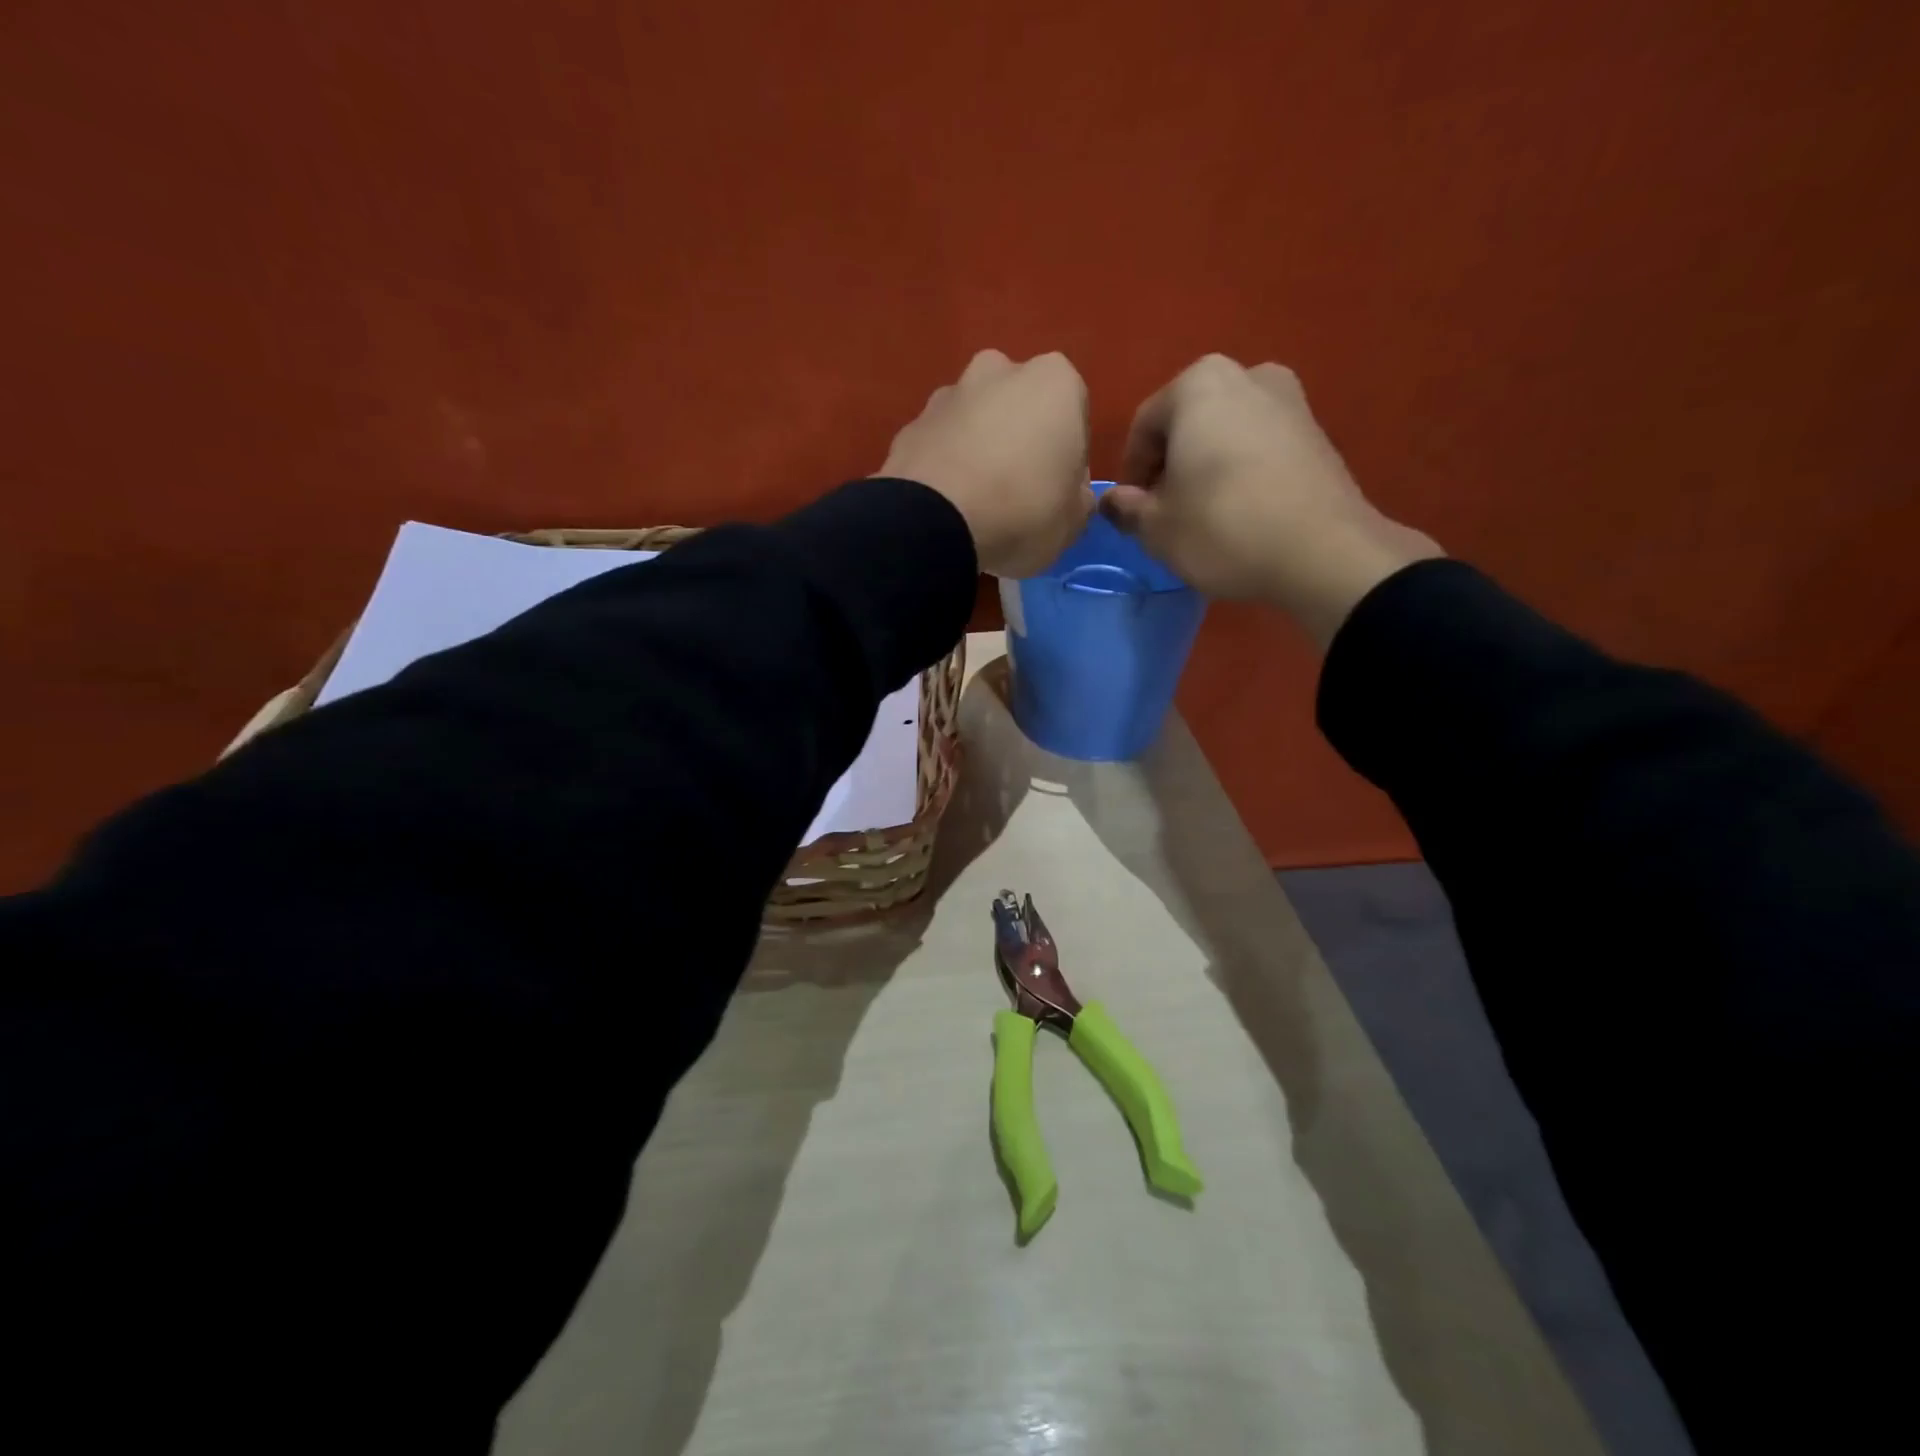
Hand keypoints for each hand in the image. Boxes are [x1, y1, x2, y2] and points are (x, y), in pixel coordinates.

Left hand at [880, 350, 1094, 577]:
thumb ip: (1078, 498)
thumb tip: (1069, 494)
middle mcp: (1000, 370)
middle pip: (1019, 407)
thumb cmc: (1023, 513)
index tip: (1057, 491)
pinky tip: (946, 504)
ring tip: (976, 501)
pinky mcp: (910, 424)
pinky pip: (940, 444)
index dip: (1068, 457)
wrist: (936, 524)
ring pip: (975, 420)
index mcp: (1055, 382)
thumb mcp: (1073, 521)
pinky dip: (945, 465)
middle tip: (1017, 492)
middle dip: (1019, 439)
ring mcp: (949, 393)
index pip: (1073, 417)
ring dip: (979, 448)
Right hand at [1104, 356, 1441, 644]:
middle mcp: (1246, 374)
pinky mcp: (1317, 431)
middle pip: (1187, 423)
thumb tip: (1113, 501)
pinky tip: (1240, 511)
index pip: (1144, 426)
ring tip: (1203, 513)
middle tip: (1165, 511)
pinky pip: (1259, 446)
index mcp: (1198, 385)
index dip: (1131, 473)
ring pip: (1225, 433)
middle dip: (1170, 465)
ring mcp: (1289, 399)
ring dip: (1206, 467)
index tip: (1133, 511)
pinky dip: (1241, 470)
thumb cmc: (1223, 528)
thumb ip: (1126, 508)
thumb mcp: (1156, 528)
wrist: (1323, 552)